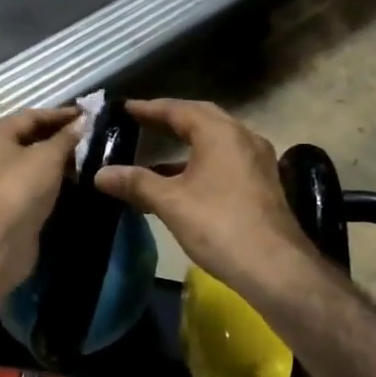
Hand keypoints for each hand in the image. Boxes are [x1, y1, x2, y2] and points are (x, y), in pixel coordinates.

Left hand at [0, 106, 80, 278]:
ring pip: (32, 164)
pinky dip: (52, 180)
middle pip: (30, 139)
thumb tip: (82, 122)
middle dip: (60, 137)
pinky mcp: (8, 206)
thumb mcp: (48, 156)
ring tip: (89, 156)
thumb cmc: (20, 186)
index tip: (88, 114)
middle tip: (91, 135)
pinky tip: (75, 180)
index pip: (31, 116)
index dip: (61, 114)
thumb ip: (66, 137)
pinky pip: (33, 185)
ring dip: (58, 160)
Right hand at [93, 99, 317, 302]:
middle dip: (169, 119)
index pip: (178, 109)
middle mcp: (242, 137)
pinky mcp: (261, 183)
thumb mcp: (170, 203)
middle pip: (200, 118)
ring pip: (214, 141)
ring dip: (185, 143)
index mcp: (220, 133)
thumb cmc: (219, 225)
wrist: (275, 268)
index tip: (124, 109)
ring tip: (153, 154)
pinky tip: (180, 183)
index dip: (148, 108)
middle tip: (140, 122)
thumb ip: (135, 183)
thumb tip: (100, 174)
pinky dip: (199, 162)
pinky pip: (225, 160)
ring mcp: (256, 161)